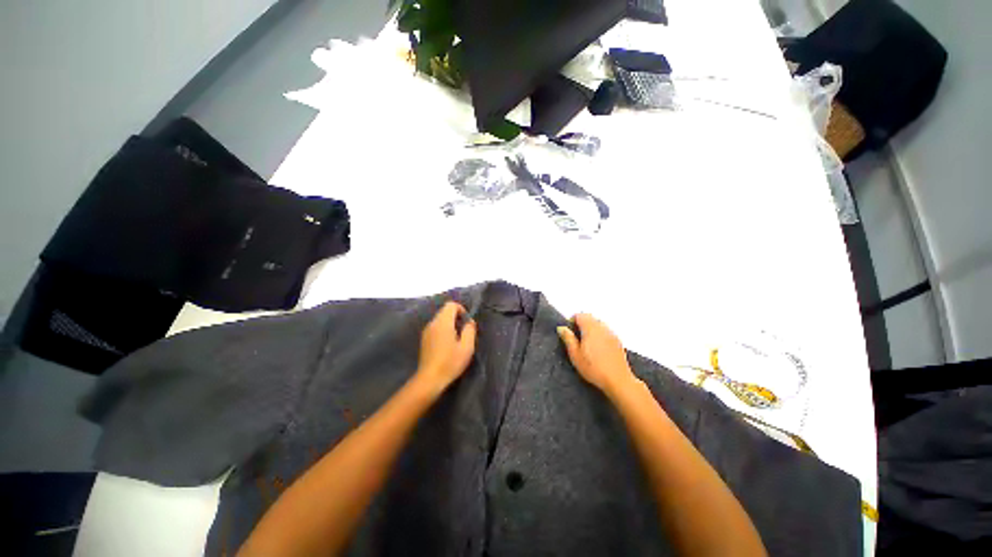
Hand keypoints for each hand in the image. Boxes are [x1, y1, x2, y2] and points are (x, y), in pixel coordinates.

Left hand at [415, 301, 477, 394]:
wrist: (429, 379)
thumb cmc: (450, 362)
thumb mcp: (467, 347)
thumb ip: (470, 330)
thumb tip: (469, 322)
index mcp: (443, 322)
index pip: (451, 305)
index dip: (461, 310)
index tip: (467, 323)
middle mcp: (432, 323)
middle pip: (445, 311)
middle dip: (456, 317)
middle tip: (464, 332)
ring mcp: (426, 331)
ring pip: (440, 320)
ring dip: (450, 325)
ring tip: (457, 340)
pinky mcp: (424, 339)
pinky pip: (436, 328)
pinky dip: (443, 331)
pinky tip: (447, 345)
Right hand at [558, 314, 636, 395]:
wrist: (618, 380)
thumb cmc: (593, 368)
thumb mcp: (575, 355)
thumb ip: (568, 338)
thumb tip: (562, 328)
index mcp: (590, 328)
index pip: (580, 315)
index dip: (572, 320)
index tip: (569, 331)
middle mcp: (602, 327)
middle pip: (590, 317)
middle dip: (581, 323)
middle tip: (576, 337)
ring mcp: (611, 333)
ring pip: (598, 323)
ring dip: (591, 328)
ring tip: (586, 343)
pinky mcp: (618, 341)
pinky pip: (606, 331)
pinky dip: (599, 334)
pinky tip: (598, 348)